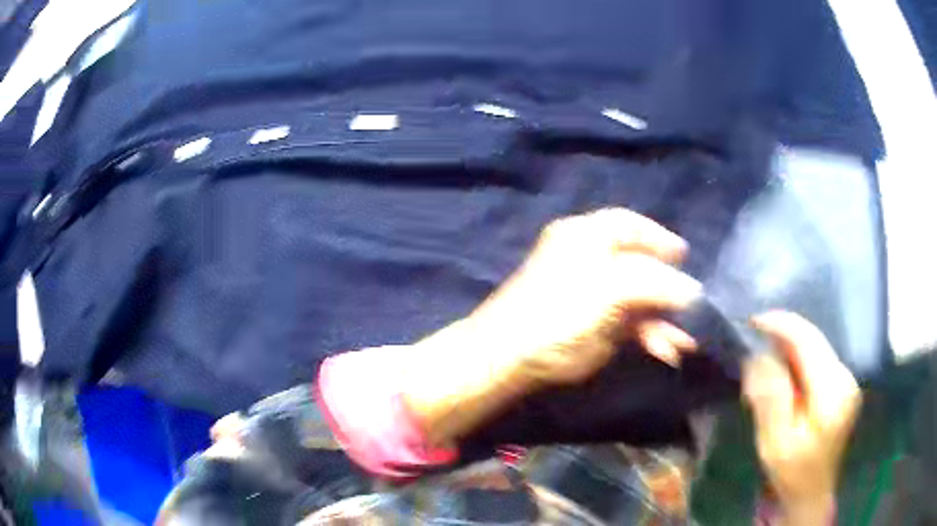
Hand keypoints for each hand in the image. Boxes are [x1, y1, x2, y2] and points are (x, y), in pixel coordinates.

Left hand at [404, 208, 702, 443]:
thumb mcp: (611, 288)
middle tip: (693, 309)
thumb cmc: (560, 311)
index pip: (629, 225)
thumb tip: (693, 291)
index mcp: (587, 236)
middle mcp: (590, 259)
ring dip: (664, 320)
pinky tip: (666, 351)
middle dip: (669, 290)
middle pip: (640, 265)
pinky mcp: (594, 324)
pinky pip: (631, 324)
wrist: (514, 355)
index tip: (684, 255)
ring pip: (639, 299)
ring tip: (686, 341)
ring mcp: (593, 293)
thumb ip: (656, 284)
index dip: (658, 236)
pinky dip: (650, 336)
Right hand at [744, 312, 861, 524]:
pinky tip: (782, 377)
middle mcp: (846, 377)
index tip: (752, 321)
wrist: (811, 495)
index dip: (781, 325)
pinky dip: (797, 362)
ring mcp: (847, 381)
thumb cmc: (792, 473)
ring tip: (763, 362)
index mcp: (832, 391)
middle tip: (752, 342)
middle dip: (783, 335)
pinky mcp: (843, 388)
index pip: (808, 340)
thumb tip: (758, 357)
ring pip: (816, 349)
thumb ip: (770, 398)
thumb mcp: (776, 441)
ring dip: (789, 349)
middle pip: (814, 340)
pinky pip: (818, 362)